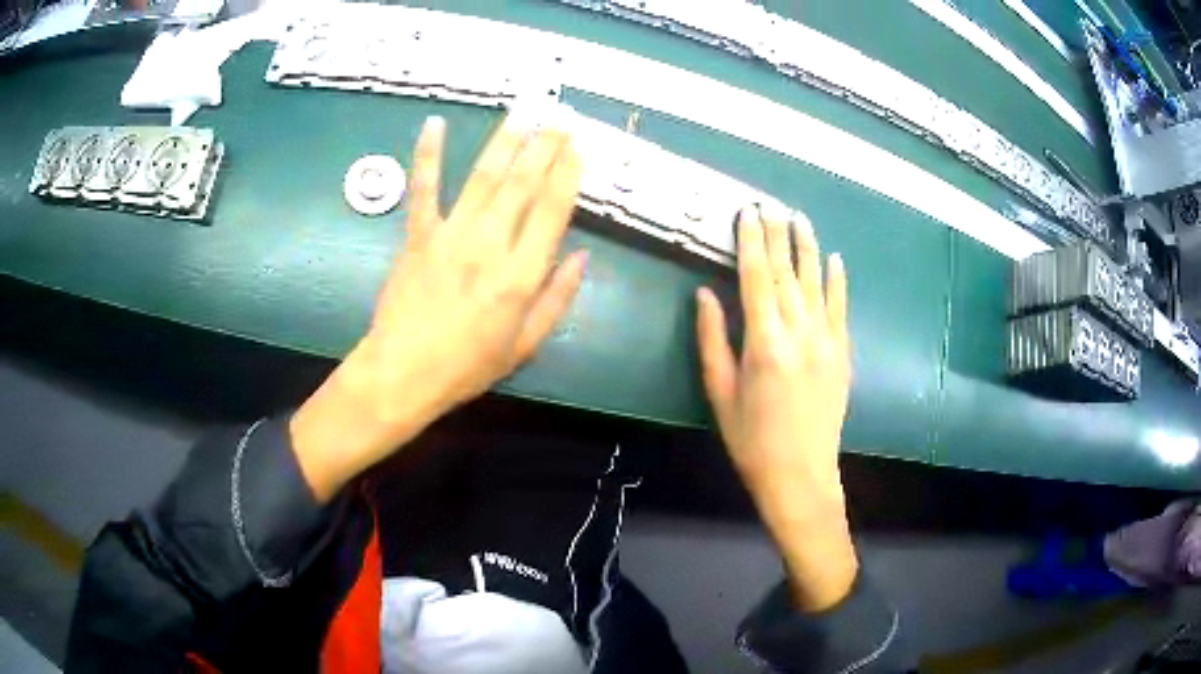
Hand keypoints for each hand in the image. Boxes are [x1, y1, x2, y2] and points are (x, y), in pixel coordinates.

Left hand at [291, 115, 586, 501]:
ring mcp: (450, 234)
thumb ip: (556, 298)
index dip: (567, 175)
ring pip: (483, 177)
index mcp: (521, 274)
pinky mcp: (417, 235)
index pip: (552, 211)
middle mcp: (490, 244)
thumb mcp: (524, 345)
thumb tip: (581, 256)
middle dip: (544, 147)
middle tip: (559, 119)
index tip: (577, 148)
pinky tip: (433, 124)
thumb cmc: (467, 367)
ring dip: (504, 141)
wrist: (403, 373)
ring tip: (522, 113)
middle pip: (522, 184)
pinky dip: (427, 155)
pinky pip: (424, 189)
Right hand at [696, 204, 856, 611]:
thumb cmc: (751, 440)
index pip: (757, 278)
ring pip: (816, 283)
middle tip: (770, 205)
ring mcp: (827, 341)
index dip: (751, 242)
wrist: (800, 475)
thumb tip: (705, 294)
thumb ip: (712, 340)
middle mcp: (800, 333)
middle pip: (787, 273)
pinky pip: (840, 308)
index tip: (747, 212)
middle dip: (777, 235)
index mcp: (764, 342)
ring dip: (807, 248)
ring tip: (800, 218)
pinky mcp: (842, 354)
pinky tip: (834, 259)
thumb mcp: (720, 393)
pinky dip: (837, 281)